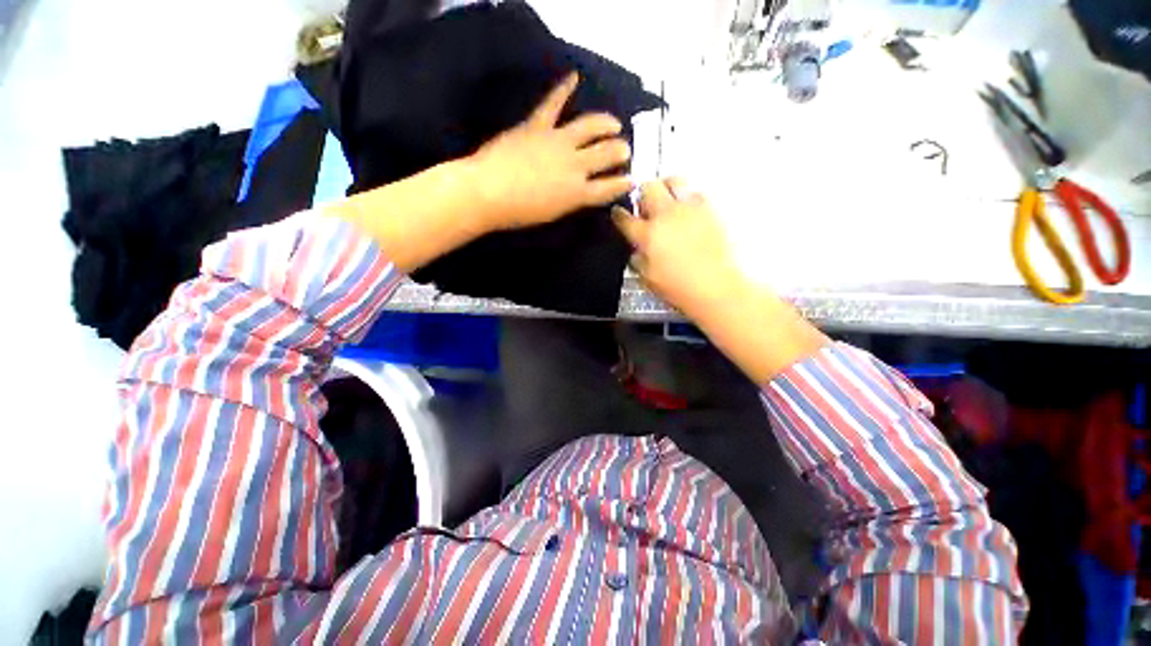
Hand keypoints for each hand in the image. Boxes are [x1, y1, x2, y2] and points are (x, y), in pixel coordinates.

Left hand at [468, 72, 633, 231]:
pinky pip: (553, 103)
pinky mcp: (538, 125)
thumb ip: (572, 200)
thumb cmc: (519, 213)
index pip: (609, 188)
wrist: (488, 192)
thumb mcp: (553, 214)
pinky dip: (563, 89)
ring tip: (615, 123)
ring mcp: (558, 141)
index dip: (623, 183)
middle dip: (620, 151)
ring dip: (606, 123)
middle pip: (606, 154)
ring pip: (590, 126)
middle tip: (626, 149)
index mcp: (578, 192)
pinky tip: (574, 77)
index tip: (632, 180)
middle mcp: (575, 165)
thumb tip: (582, 191)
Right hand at [612, 179, 746, 319]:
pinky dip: (689, 197)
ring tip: (667, 201)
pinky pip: (696, 192)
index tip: (618, 214)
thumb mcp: (647, 279)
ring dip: (666, 188)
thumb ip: (638, 260)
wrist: (715, 288)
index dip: (618, 215)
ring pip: (674, 180)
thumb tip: (637, 251)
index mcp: (647, 235)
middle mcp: (666, 216)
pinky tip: (689, 211)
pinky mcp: (710, 210)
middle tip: (645, 206)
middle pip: (648, 188)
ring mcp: (689, 209)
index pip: (625, 218)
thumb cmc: (679, 288)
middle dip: (642, 194)